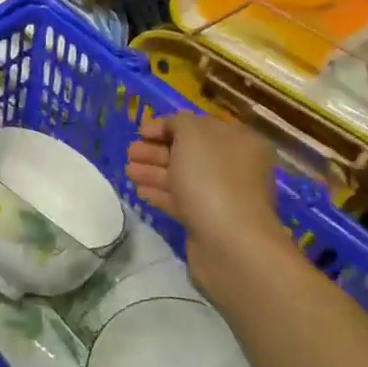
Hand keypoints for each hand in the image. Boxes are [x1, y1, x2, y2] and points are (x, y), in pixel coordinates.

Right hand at [126, 113, 287, 297]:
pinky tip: (140, 191)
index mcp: (238, 141)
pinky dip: (160, 193)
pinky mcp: (209, 221)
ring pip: (182, 177)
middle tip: (129, 152)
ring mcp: (223, 196)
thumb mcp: (192, 134)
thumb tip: (173, 128)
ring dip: (153, 171)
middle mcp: (234, 167)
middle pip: (188, 152)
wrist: (231, 243)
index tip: (140, 131)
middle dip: (156, 150)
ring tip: (128, 171)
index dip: (167, 126)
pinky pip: (181, 201)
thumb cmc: (212, 179)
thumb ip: (179, 122)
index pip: (198, 126)